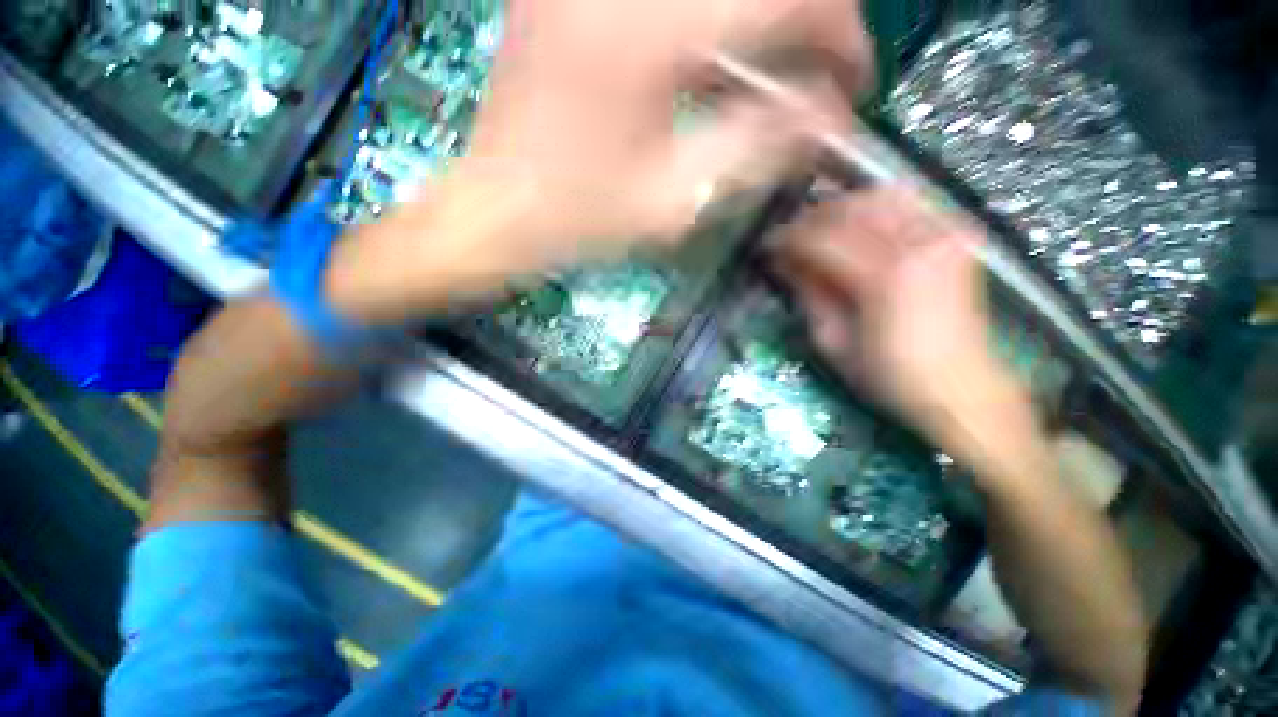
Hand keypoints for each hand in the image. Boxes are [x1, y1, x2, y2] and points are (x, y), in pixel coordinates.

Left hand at [328, 0, 873, 323]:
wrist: (497, 212)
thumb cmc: (579, 221)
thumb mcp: (674, 202)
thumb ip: (756, 153)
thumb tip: (823, 118)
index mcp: (647, 33)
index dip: (839, 33)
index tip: (851, 80)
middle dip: (802, 17)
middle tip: (813, 68)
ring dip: (754, 21)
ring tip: (768, 68)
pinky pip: (666, 3)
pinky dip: (708, 25)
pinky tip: (707, 66)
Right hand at [775, 187, 1020, 442]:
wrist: (959, 387)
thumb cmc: (888, 374)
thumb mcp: (833, 342)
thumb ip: (809, 294)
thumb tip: (784, 262)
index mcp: (883, 278)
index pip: (822, 239)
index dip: (788, 238)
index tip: (767, 244)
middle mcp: (916, 244)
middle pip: (849, 209)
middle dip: (810, 218)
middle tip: (788, 236)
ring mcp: (942, 235)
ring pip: (879, 196)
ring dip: (841, 207)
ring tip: (820, 227)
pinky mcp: (954, 237)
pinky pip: (911, 201)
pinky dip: (878, 204)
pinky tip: (860, 221)